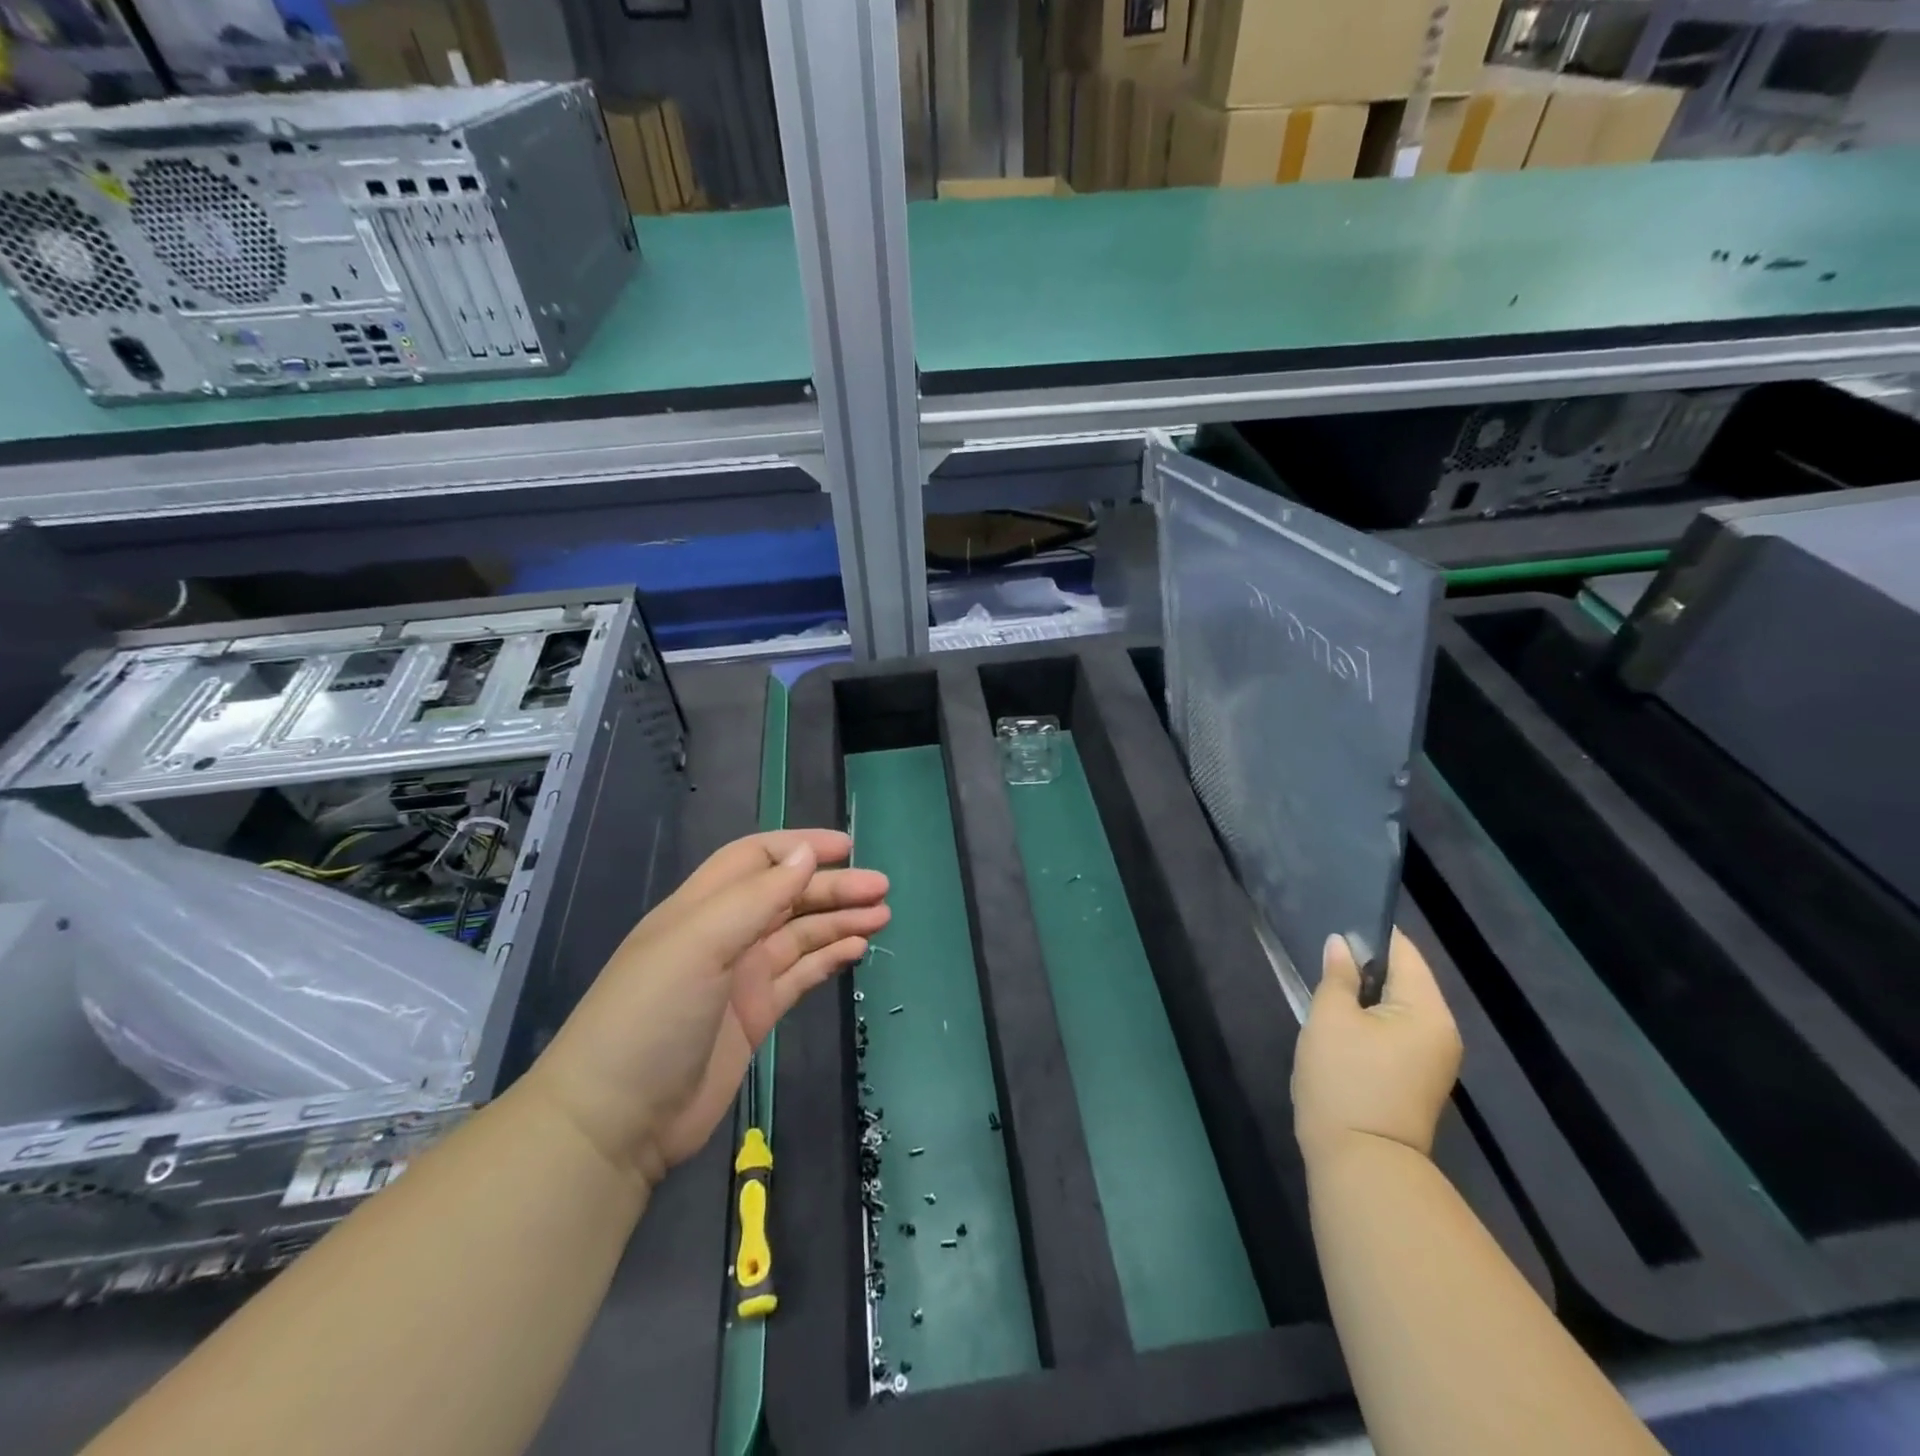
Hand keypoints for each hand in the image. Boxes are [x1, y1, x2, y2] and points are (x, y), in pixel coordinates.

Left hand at [524, 830, 888, 1183]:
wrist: (615, 1121)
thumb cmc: (652, 1016)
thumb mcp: (700, 944)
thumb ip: (756, 897)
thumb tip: (807, 854)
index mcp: (702, 907)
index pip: (757, 858)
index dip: (800, 847)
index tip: (847, 849)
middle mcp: (724, 935)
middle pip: (788, 896)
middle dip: (833, 887)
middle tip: (881, 888)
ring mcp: (740, 977)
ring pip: (800, 934)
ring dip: (839, 921)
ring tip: (882, 916)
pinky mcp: (755, 1015)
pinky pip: (801, 974)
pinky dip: (829, 958)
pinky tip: (856, 951)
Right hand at [1292, 930, 1461, 1166]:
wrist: (1361, 1163)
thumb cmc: (1345, 1080)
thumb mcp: (1330, 1018)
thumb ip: (1337, 976)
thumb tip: (1340, 944)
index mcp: (1428, 1011)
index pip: (1404, 953)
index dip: (1370, 934)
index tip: (1335, 926)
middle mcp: (1441, 1032)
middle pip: (1404, 981)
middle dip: (1365, 967)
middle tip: (1323, 958)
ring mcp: (1432, 1060)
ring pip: (1398, 1009)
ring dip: (1365, 997)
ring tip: (1327, 989)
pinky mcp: (1416, 1080)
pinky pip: (1396, 1033)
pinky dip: (1371, 1022)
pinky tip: (1340, 1025)